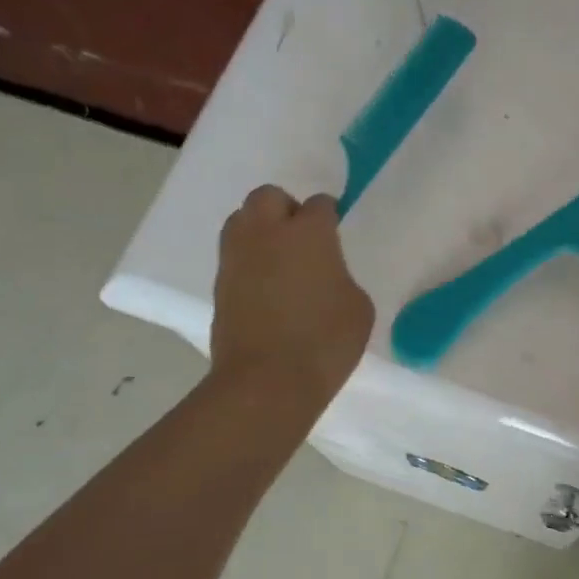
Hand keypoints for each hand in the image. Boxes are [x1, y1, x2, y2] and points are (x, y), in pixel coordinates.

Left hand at [211, 186, 373, 405]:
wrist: (267, 381)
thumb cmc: (325, 341)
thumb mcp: (358, 307)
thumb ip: (342, 278)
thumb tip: (325, 277)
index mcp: (308, 233)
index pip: (319, 205)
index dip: (328, 216)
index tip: (334, 232)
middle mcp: (267, 233)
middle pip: (269, 196)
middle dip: (286, 208)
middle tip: (302, 238)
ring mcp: (237, 258)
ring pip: (241, 220)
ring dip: (260, 230)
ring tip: (279, 259)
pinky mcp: (219, 285)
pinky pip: (234, 256)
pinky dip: (249, 262)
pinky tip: (266, 287)